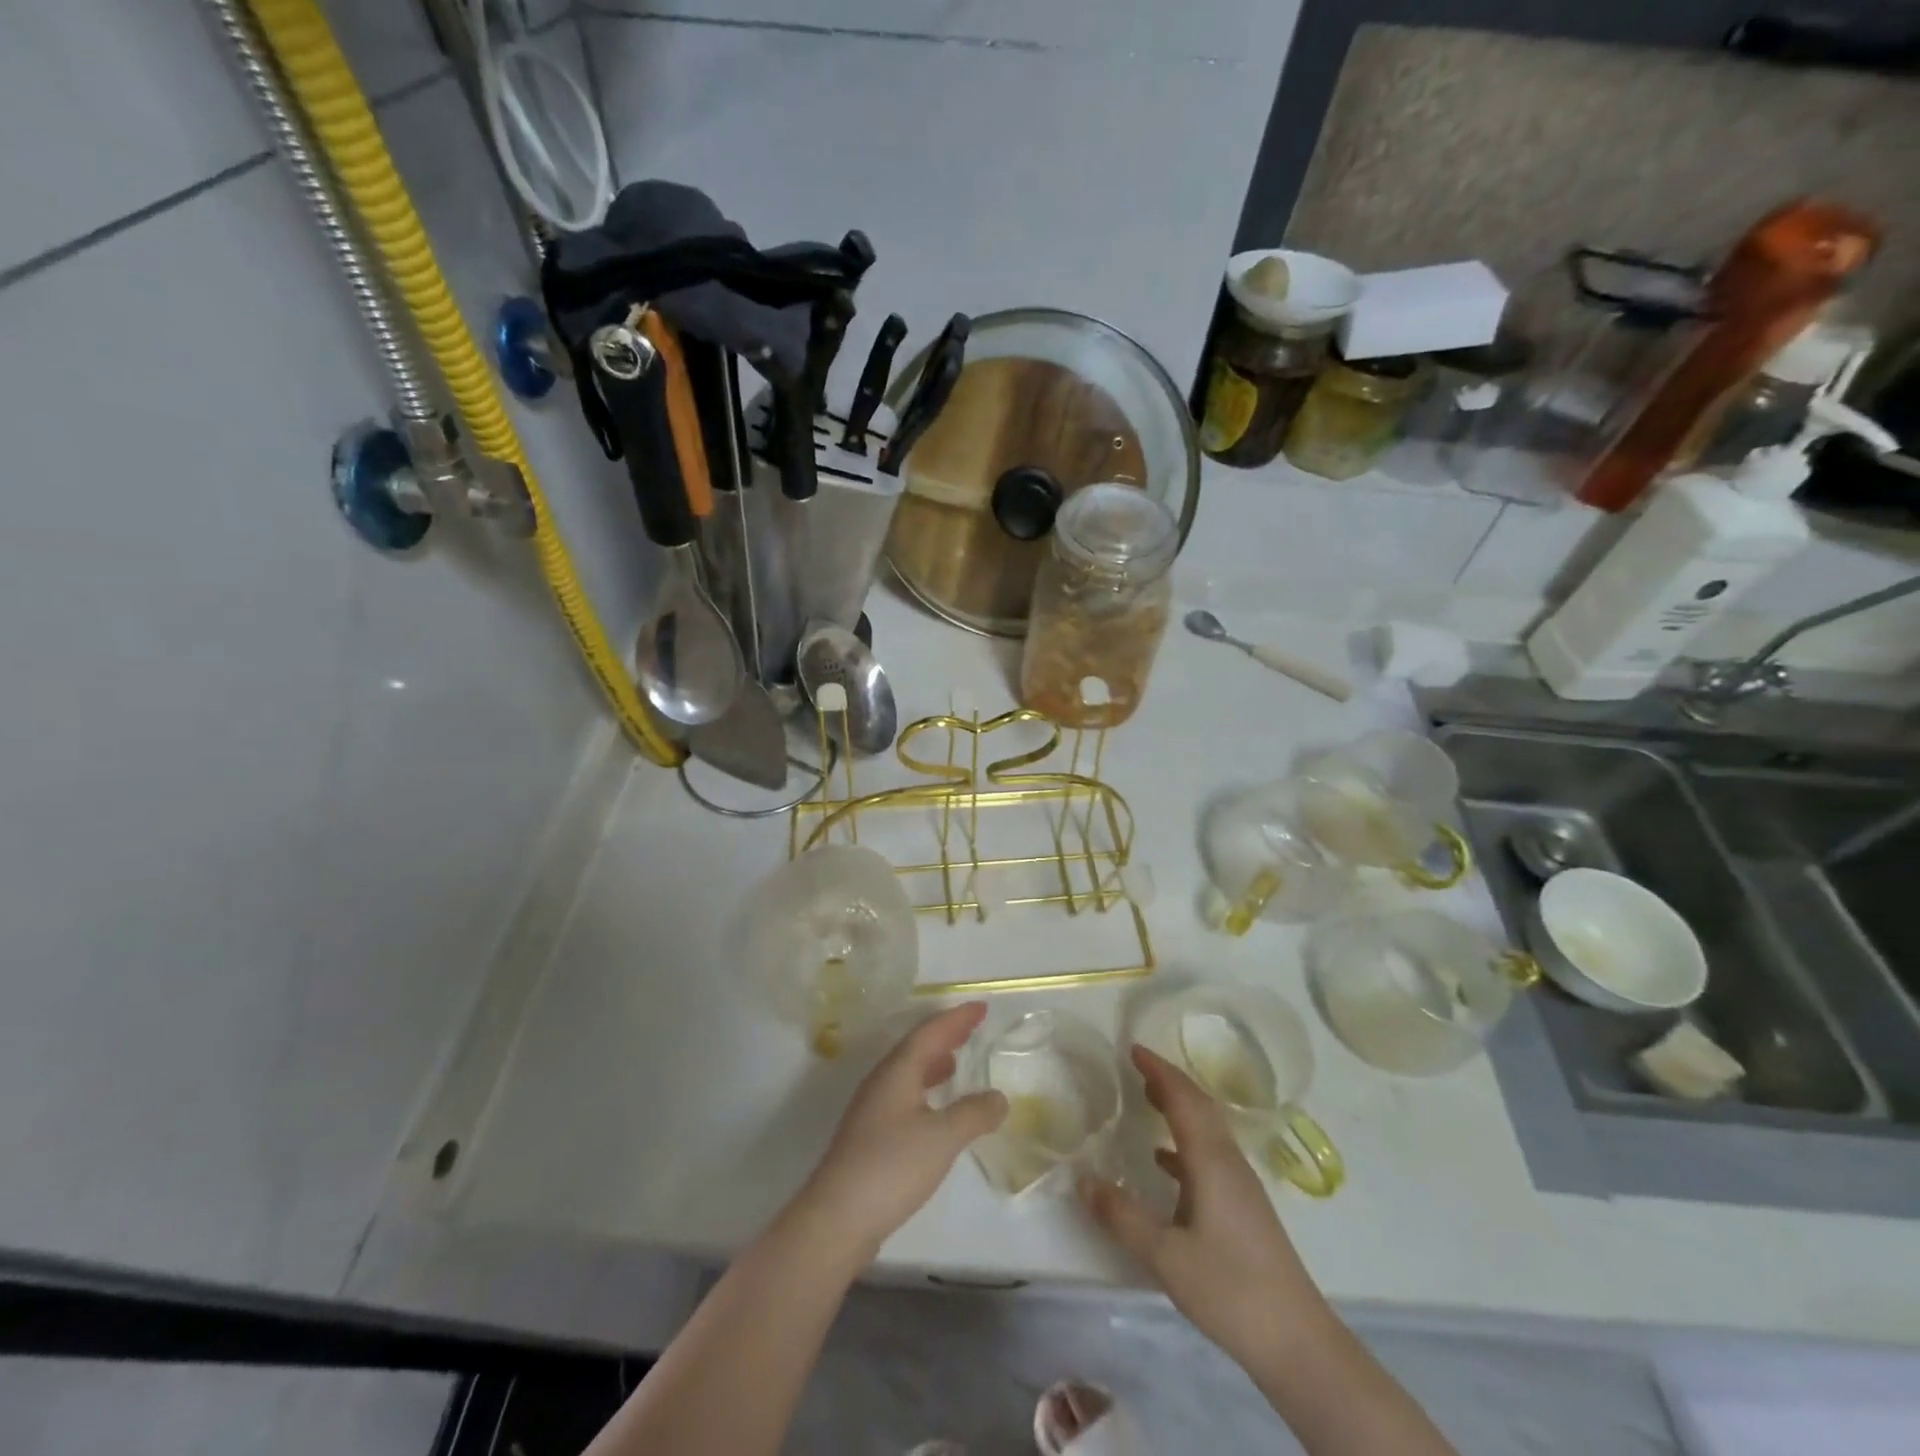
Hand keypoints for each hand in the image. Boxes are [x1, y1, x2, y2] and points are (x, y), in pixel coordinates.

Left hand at [795, 1002, 1007, 1261]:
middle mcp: (882, 1082)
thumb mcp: (942, 1138)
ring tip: (956, 1061)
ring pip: (908, 1072)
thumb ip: (974, 1113)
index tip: (981, 1007)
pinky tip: (935, 1107)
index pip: (930, 1032)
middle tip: (972, 1026)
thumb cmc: (891, 1167)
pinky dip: (925, 1088)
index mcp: (897, 1072)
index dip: (956, 1018)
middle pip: (916, 1048)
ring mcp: (872, 1109)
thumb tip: (999, 1097)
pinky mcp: (870, 1136)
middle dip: (945, 1035)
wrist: (837, 1218)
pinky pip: (904, 1094)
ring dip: (933, 1061)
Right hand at [1080, 1045, 1330, 1372]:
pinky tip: (1164, 1161)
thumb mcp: (1166, 1256)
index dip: (1159, 1070)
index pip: (1184, 1099)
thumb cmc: (1230, 1290)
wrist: (1298, 1342)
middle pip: (1199, 1106)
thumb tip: (1083, 1180)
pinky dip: (1184, 1143)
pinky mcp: (1244, 1208)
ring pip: (1207, 1129)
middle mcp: (1229, 1162)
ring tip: (1148, 1100)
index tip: (1133, 1048)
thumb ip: (1123, 1216)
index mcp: (1211, 1161)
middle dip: (1170, 1081)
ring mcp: (1240, 1186)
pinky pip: (1210, 1155)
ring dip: (1179, 1108)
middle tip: (1137, 1067)